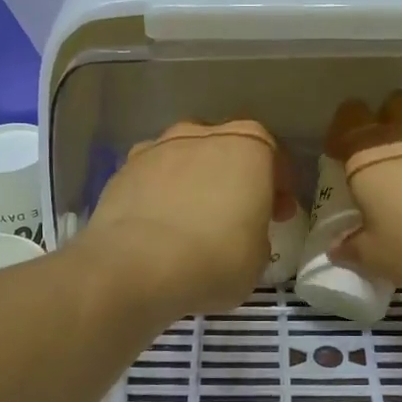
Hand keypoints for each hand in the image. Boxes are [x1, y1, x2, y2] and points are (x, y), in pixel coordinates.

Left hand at [84, 119, 293, 315]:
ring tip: (191, 220)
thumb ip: (256, 232)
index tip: (279, 215)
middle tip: (237, 214)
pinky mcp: (122, 170)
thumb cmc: (215, 258)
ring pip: (184, 159)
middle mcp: (202, 135)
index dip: (279, 187)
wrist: (137, 267)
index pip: (272, 156)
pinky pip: (152, 179)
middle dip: (233, 177)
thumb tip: (242, 232)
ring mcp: (157, 148)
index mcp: (248, 146)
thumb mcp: (258, 256)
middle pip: (225, 150)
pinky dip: (159, 196)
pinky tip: (158, 227)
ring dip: (193, 182)